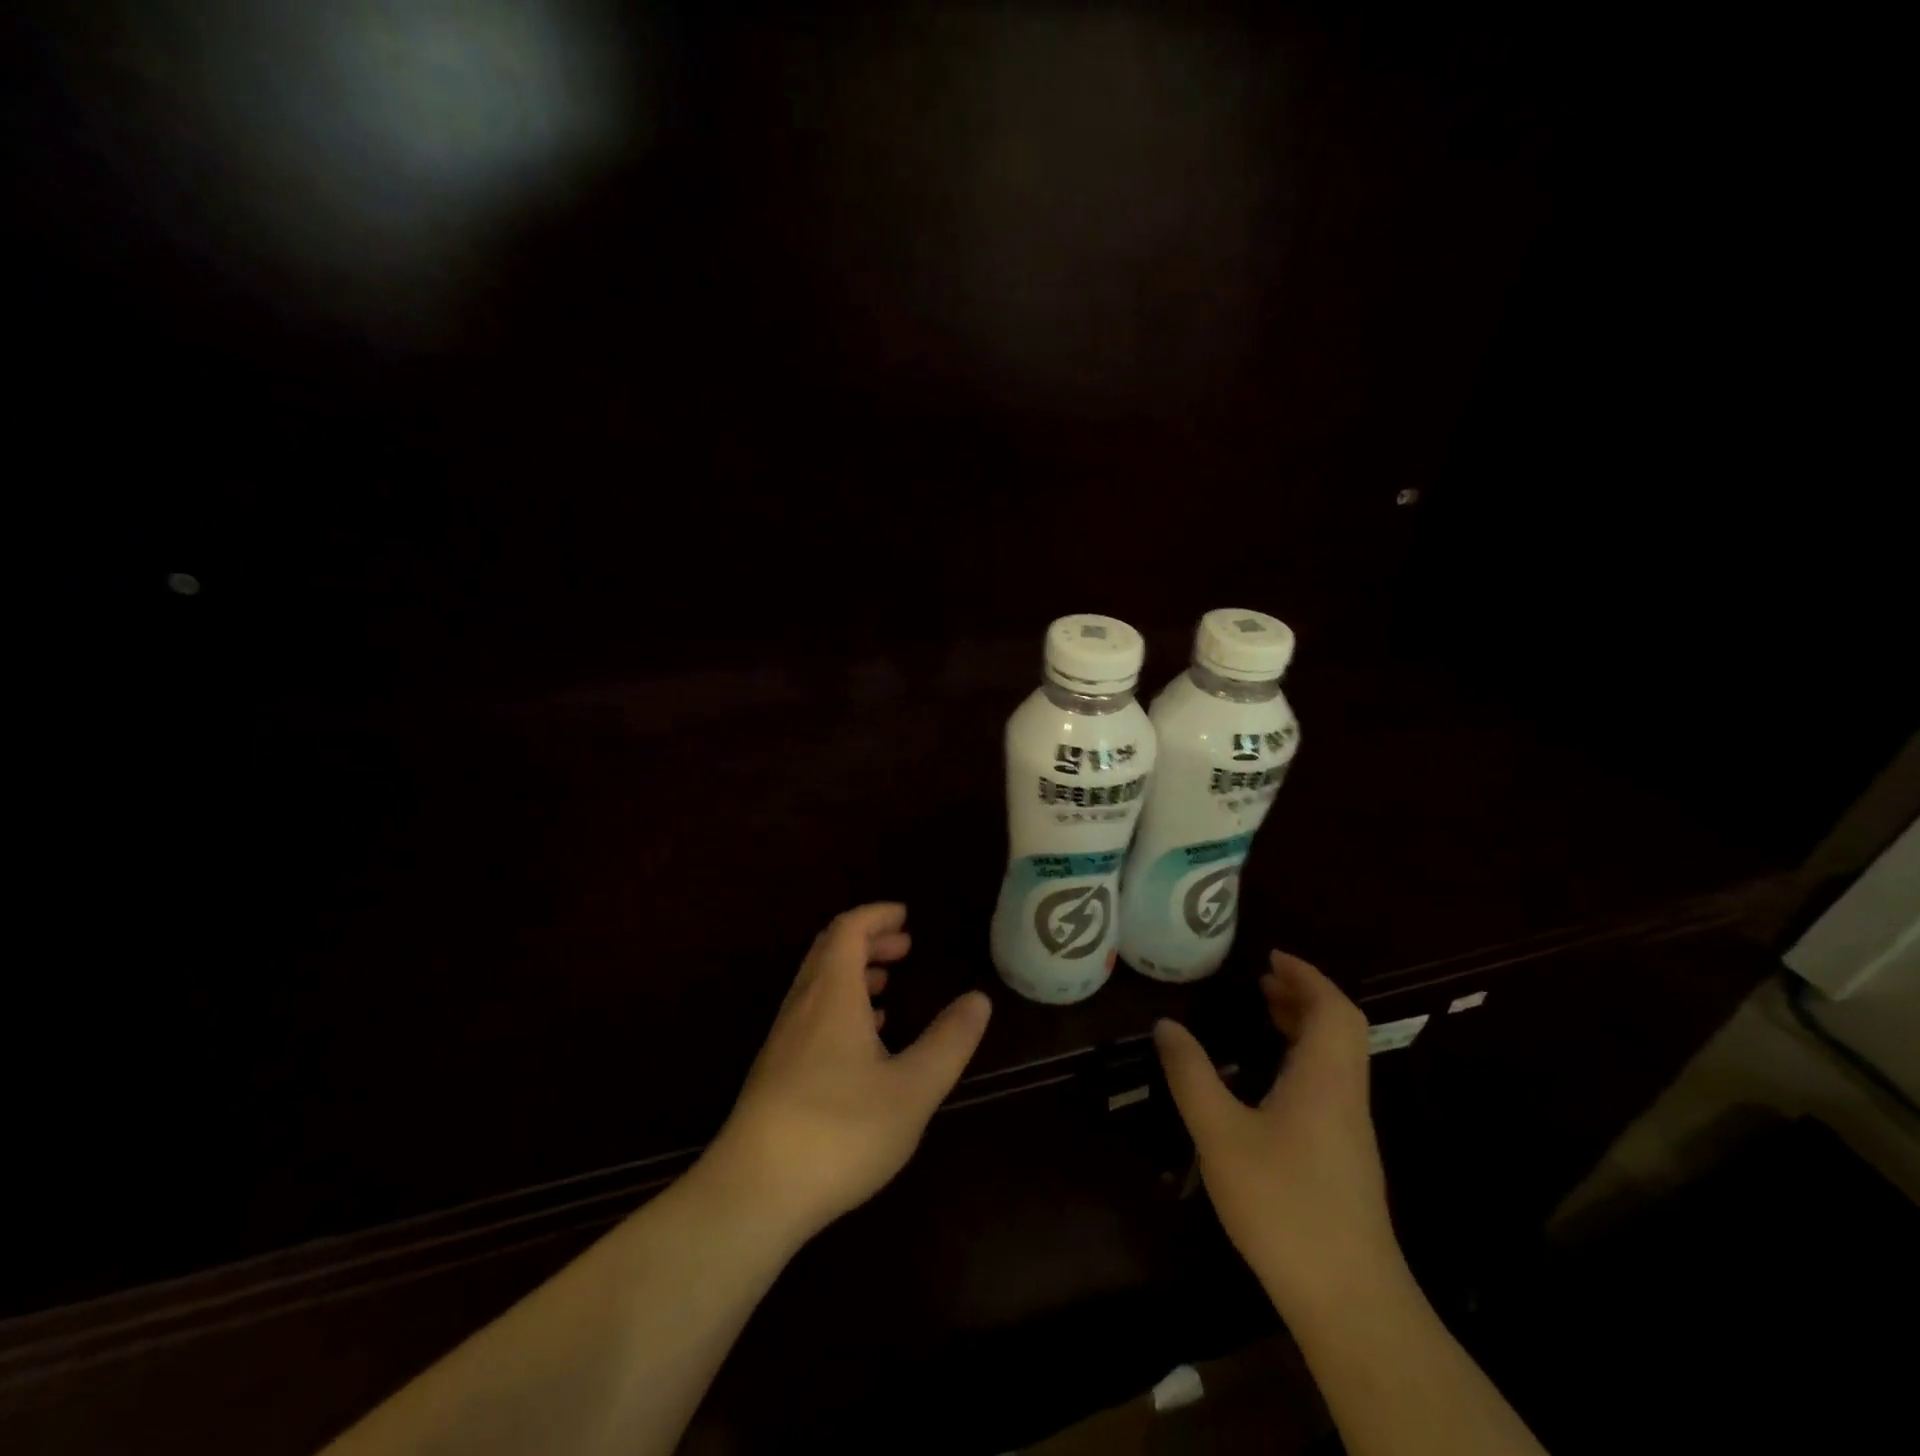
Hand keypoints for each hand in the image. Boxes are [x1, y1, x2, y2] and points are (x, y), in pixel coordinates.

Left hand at [701, 903, 992, 1244]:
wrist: (753, 1193)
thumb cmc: (840, 1131)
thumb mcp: (912, 1089)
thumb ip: (948, 1041)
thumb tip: (978, 999)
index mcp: (832, 994)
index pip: (849, 930)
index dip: (877, 916)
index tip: (906, 916)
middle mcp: (803, 1005)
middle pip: (829, 950)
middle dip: (868, 940)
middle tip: (904, 946)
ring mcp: (783, 1039)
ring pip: (817, 984)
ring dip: (852, 972)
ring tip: (886, 985)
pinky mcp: (775, 1071)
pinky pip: (810, 1014)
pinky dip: (838, 1005)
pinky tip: (859, 1039)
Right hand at [1153, 951, 1396, 1305]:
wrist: (1348, 1299)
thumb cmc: (1283, 1204)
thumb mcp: (1219, 1134)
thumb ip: (1191, 1075)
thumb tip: (1166, 1025)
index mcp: (1325, 1078)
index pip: (1332, 1008)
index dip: (1306, 975)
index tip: (1271, 957)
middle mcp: (1345, 1094)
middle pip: (1340, 1027)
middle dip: (1304, 995)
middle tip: (1262, 980)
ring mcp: (1350, 1129)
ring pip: (1338, 1057)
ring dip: (1306, 1026)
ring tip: (1265, 1014)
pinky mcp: (1346, 1157)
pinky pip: (1330, 1083)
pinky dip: (1305, 1057)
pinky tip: (1272, 1078)